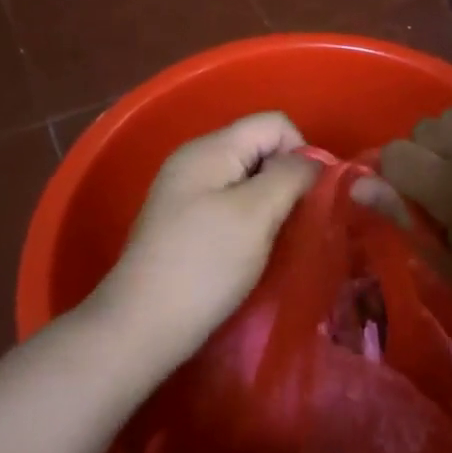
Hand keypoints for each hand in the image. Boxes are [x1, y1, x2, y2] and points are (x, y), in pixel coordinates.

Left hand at [91, 112, 319, 370]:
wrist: (138, 328)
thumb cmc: (204, 265)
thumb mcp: (256, 214)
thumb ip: (289, 177)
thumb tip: (313, 162)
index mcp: (210, 148)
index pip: (274, 123)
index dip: (301, 151)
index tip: (308, 196)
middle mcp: (195, 159)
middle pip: (259, 147)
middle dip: (284, 178)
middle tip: (292, 221)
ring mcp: (184, 190)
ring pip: (246, 177)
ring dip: (268, 202)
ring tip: (272, 239)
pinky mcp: (181, 221)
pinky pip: (228, 201)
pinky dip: (248, 218)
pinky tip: (247, 250)